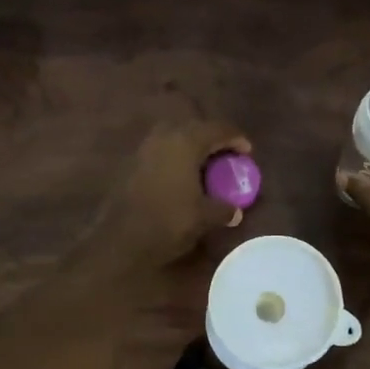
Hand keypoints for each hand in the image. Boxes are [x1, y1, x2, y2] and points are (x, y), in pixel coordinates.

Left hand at [83, 120, 252, 276]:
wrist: (121, 240)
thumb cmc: (168, 222)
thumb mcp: (204, 217)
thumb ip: (224, 209)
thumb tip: (235, 211)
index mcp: (185, 142)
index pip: (217, 129)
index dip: (236, 138)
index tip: (248, 152)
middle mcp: (163, 137)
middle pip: (194, 128)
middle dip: (212, 139)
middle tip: (226, 156)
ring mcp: (144, 149)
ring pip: (174, 138)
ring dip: (192, 148)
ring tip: (205, 167)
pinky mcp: (132, 164)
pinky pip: (161, 152)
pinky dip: (176, 159)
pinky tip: (182, 178)